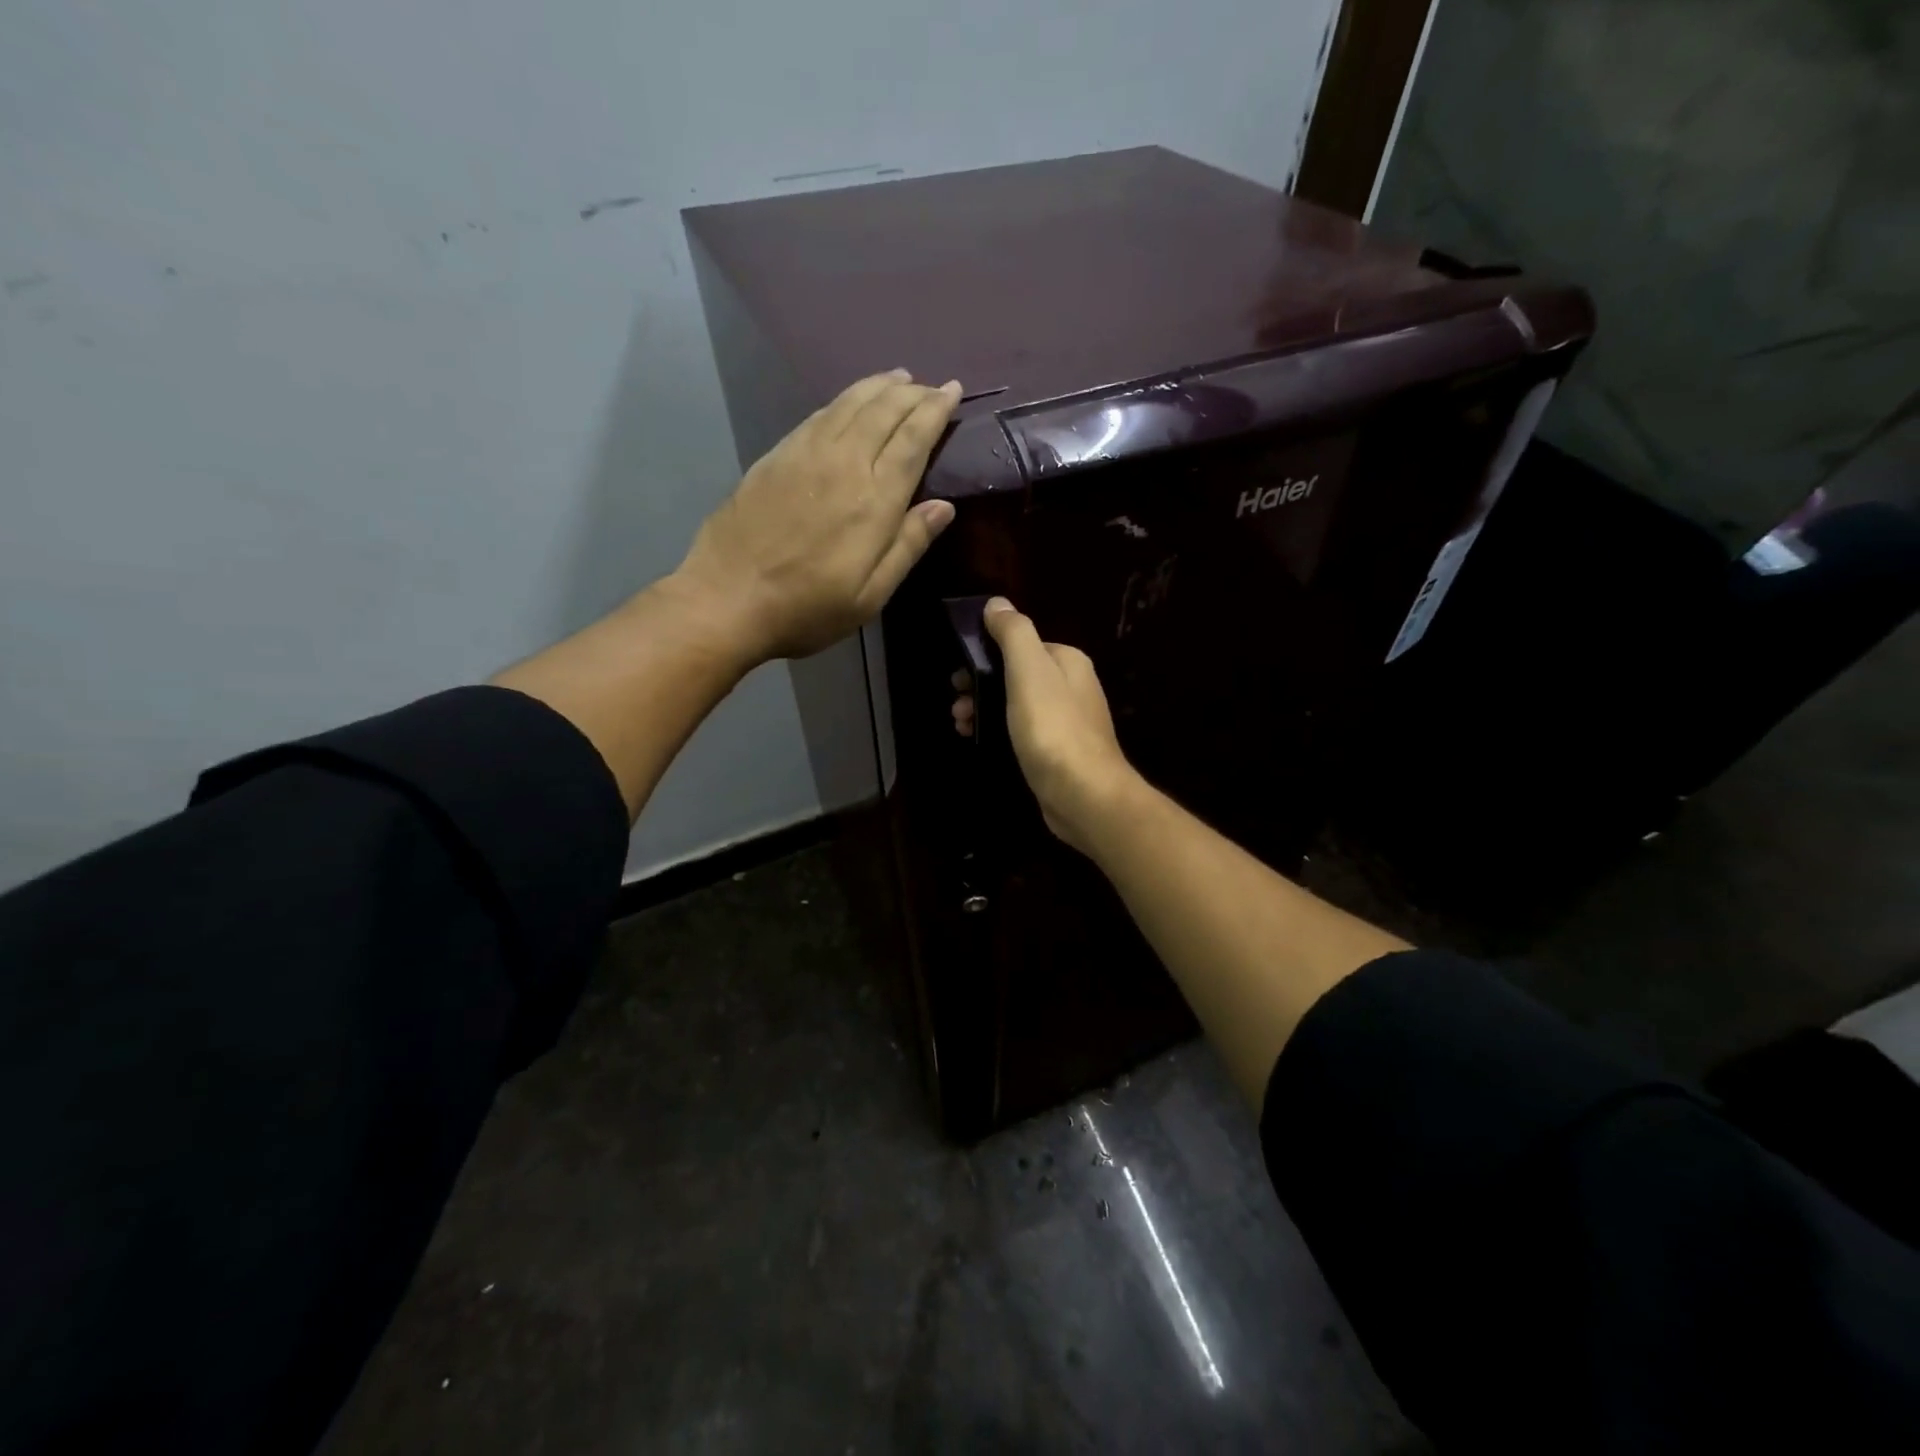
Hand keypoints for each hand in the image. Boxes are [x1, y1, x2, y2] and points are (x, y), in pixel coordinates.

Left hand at [675, 370, 961, 662]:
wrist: (727, 600)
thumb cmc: (807, 608)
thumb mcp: (870, 595)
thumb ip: (908, 545)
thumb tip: (944, 506)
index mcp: (874, 501)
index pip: (913, 440)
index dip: (935, 410)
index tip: (953, 389)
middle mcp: (843, 464)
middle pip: (883, 412)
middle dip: (912, 393)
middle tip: (932, 386)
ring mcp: (805, 455)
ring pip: (849, 404)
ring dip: (878, 387)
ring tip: (898, 378)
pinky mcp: (775, 457)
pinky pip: (818, 414)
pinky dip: (843, 400)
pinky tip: (849, 401)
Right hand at [954, 598, 1141, 854]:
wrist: (1082, 794)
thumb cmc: (1052, 727)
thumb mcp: (1029, 670)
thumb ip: (1013, 632)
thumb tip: (996, 603)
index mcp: (1067, 662)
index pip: (1021, 645)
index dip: (986, 654)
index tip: (959, 673)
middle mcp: (1071, 688)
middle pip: (1015, 675)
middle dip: (980, 684)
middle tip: (956, 703)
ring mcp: (1065, 723)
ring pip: (1014, 706)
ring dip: (983, 709)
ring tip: (960, 724)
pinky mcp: (1056, 754)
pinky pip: (1020, 733)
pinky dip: (997, 732)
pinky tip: (978, 741)